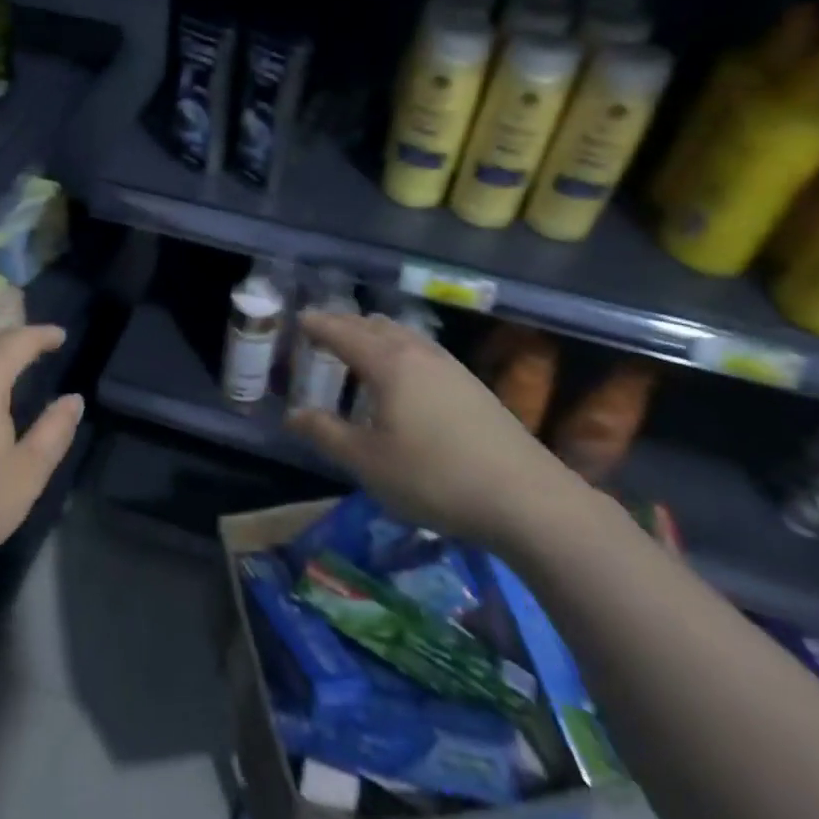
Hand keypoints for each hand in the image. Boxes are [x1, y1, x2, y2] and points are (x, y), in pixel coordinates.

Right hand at [284, 311, 583, 548]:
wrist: (526, 498)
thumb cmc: (433, 477)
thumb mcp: (367, 461)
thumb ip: (325, 433)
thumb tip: (293, 415)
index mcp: (388, 363)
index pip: (343, 332)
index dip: (318, 325)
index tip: (299, 320)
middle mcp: (419, 354)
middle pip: (375, 326)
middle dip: (345, 325)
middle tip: (322, 333)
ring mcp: (451, 367)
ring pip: (404, 336)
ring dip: (375, 335)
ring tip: (358, 348)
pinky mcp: (472, 386)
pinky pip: (422, 351)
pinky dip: (398, 350)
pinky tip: (402, 377)